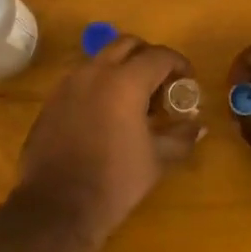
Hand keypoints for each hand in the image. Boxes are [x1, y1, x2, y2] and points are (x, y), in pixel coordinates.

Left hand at [17, 33, 201, 239]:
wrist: (56, 207)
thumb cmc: (114, 181)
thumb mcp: (156, 160)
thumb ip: (181, 137)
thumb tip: (199, 127)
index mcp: (125, 82)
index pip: (159, 56)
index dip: (179, 64)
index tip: (188, 80)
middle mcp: (95, 72)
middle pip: (127, 45)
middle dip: (148, 57)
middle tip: (161, 82)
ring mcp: (69, 84)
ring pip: (101, 59)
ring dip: (121, 68)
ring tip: (134, 99)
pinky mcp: (52, 100)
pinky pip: (81, 79)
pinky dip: (99, 84)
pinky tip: (106, 114)